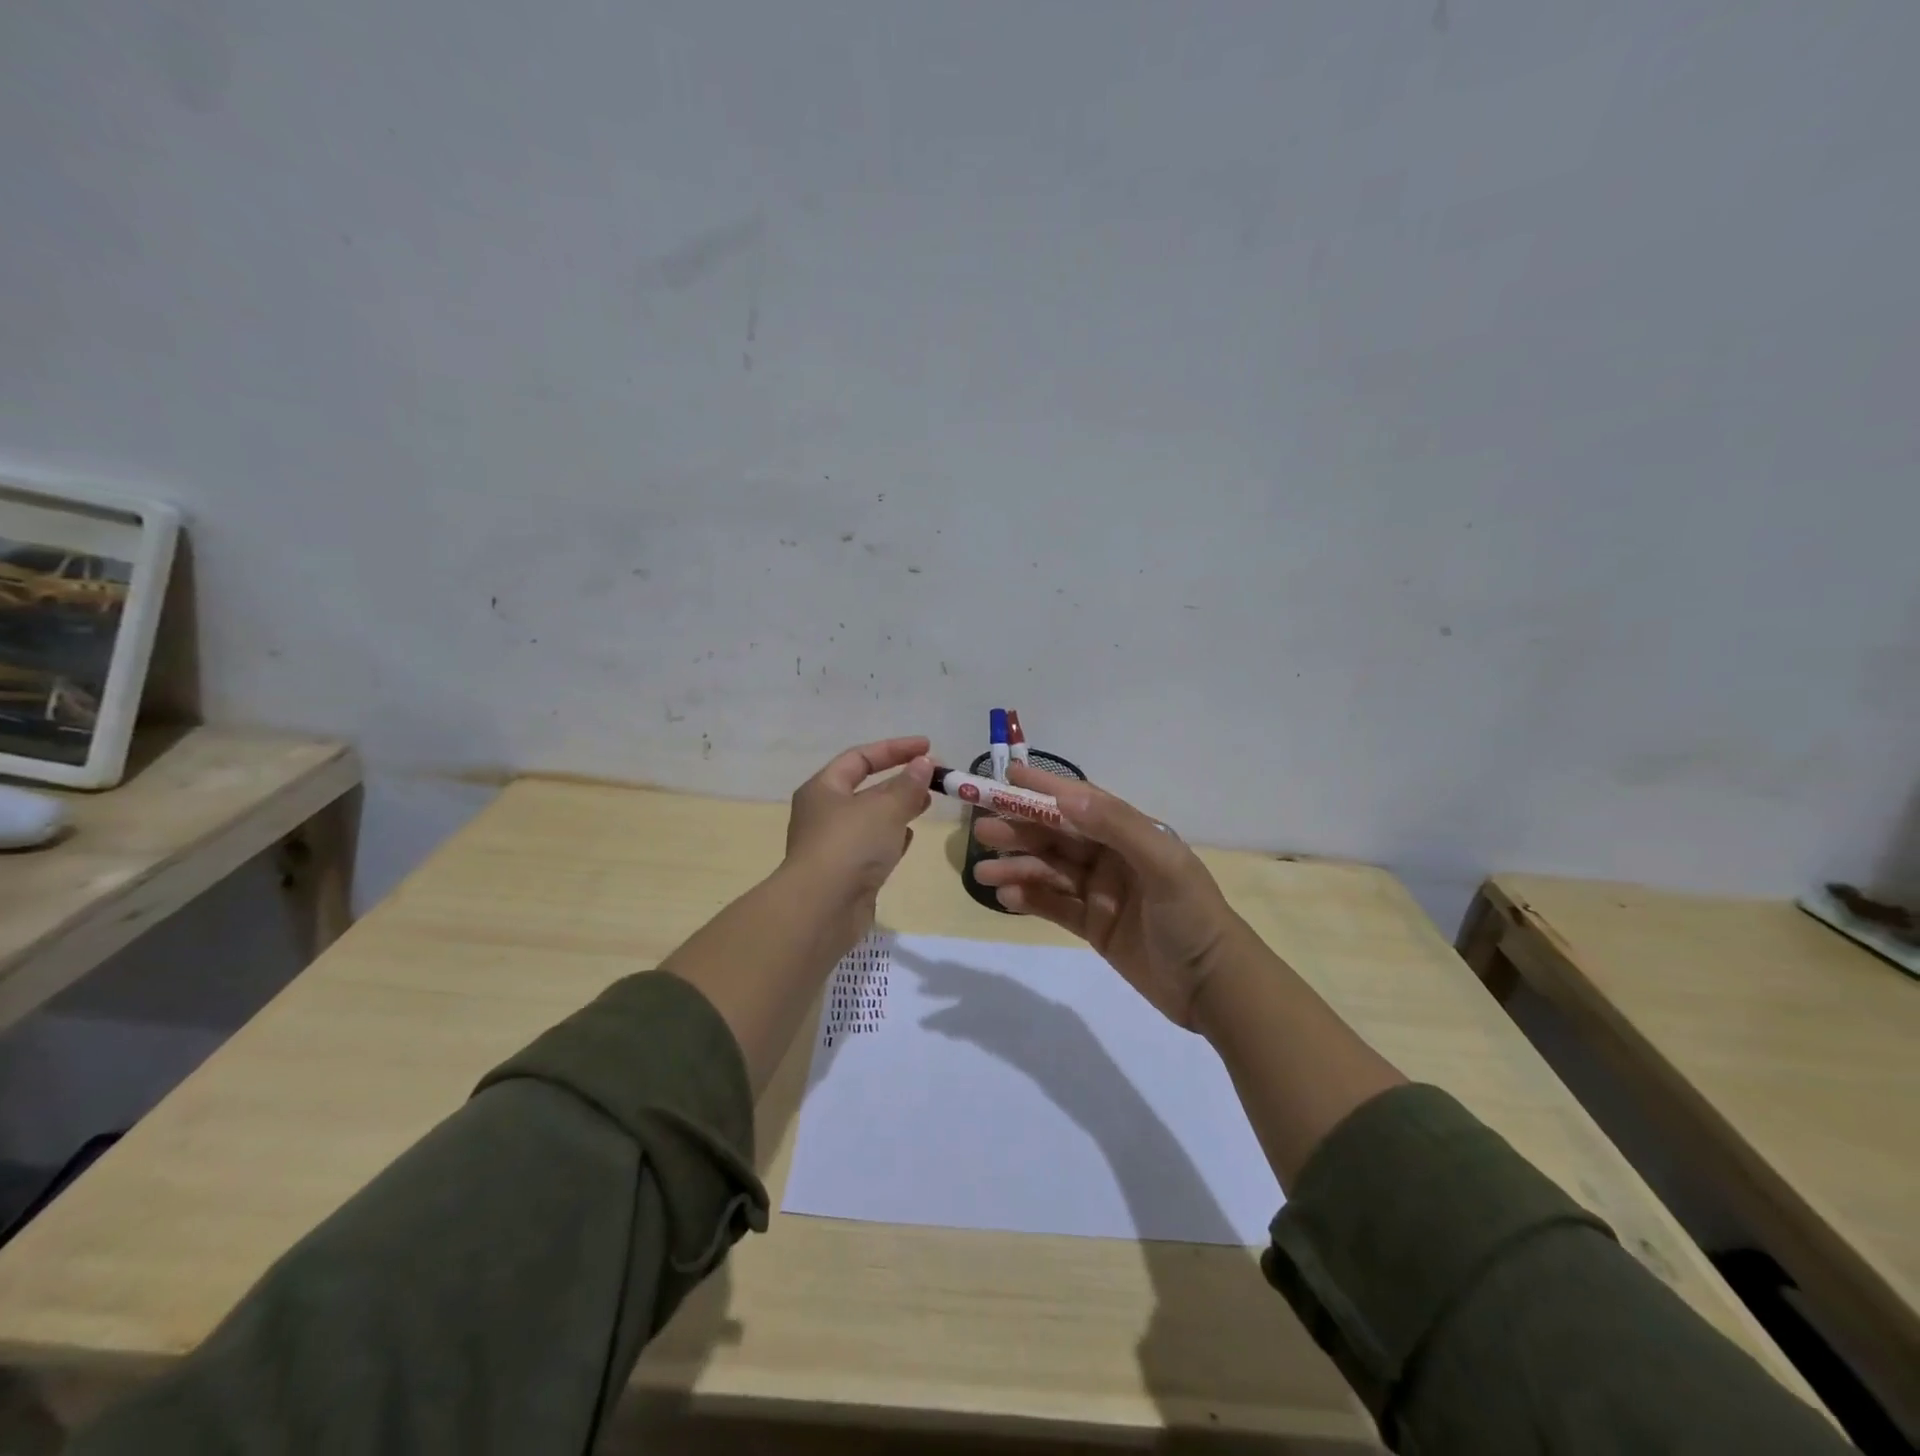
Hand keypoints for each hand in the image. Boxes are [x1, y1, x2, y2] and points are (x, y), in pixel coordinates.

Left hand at [784, 736, 934, 941]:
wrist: (821, 909)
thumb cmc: (850, 846)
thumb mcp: (885, 808)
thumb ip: (908, 785)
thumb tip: (925, 764)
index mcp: (823, 788)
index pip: (860, 757)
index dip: (895, 749)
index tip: (928, 747)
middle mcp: (824, 813)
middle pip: (865, 787)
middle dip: (900, 779)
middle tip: (933, 777)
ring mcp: (834, 845)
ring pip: (871, 818)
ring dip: (898, 808)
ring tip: (928, 803)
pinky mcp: (846, 873)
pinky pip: (872, 846)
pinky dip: (892, 838)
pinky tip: (910, 837)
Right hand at [970, 764, 1242, 1028]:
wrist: (1215, 988)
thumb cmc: (1192, 917)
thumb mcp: (1163, 865)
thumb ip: (1117, 826)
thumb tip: (1068, 794)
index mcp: (1131, 835)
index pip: (1081, 803)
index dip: (1045, 790)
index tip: (1007, 777)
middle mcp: (1113, 858)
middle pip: (1058, 836)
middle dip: (1020, 831)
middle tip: (982, 831)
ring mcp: (1102, 893)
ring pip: (1050, 871)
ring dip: (1017, 868)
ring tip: (982, 874)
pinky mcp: (1094, 926)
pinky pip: (1055, 906)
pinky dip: (1030, 899)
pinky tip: (1006, 899)